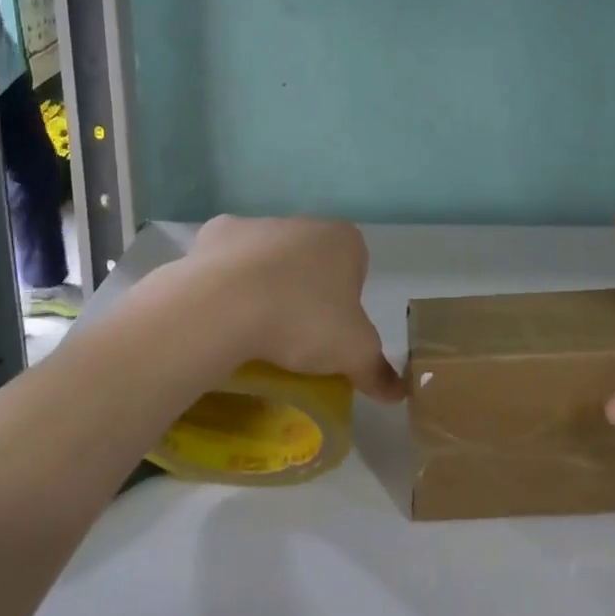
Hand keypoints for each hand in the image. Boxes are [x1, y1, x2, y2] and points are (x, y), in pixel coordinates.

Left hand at [173, 215, 405, 402]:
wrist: (224, 306)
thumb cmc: (302, 320)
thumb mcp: (353, 353)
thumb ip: (377, 370)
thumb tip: (398, 393)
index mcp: (344, 240)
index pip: (355, 268)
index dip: (346, 302)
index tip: (330, 332)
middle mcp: (304, 222)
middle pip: (311, 261)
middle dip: (305, 292)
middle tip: (294, 336)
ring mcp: (257, 223)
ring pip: (268, 258)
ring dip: (264, 285)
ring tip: (253, 330)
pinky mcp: (216, 233)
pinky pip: (226, 261)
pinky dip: (226, 281)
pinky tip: (222, 312)